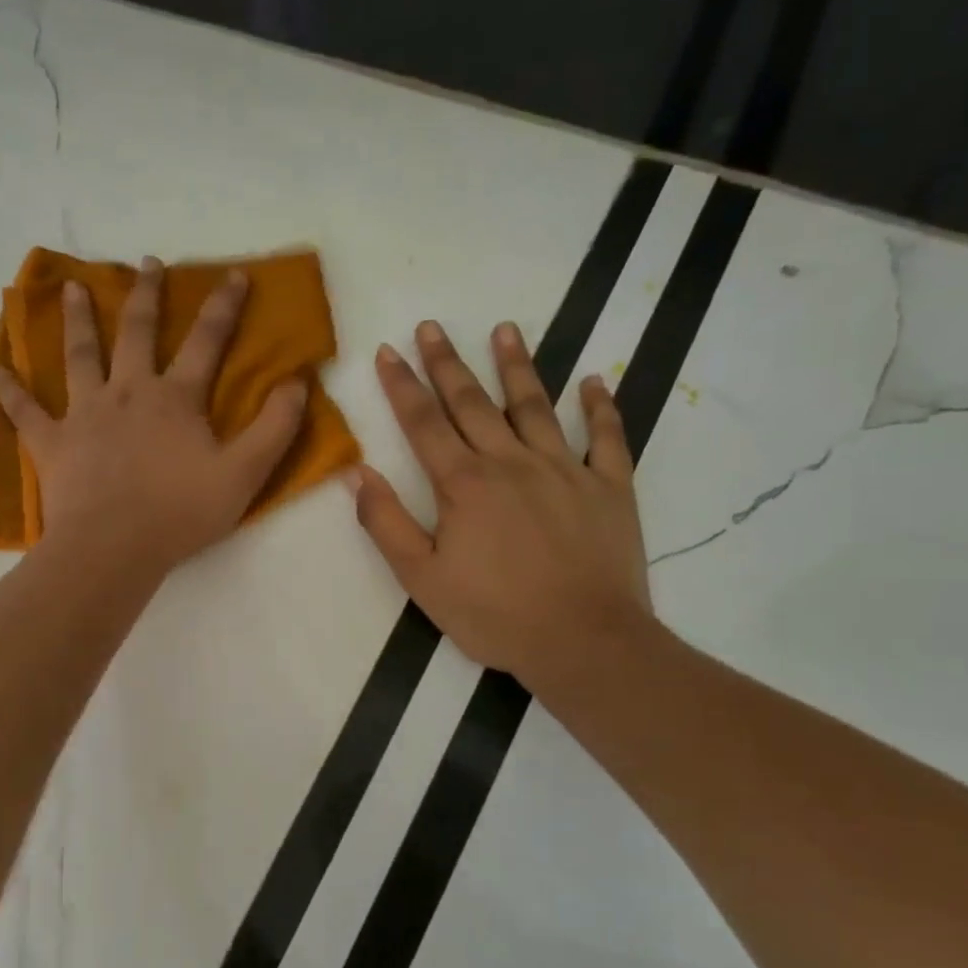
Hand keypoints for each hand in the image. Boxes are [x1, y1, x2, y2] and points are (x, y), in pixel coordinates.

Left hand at [0, 258, 308, 575]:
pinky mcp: (51, 442)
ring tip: (74, 288)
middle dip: (146, 295)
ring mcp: (84, 414)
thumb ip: (275, 428)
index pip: (206, 342)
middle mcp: (127, 392)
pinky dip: (8, 388)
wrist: (113, 547)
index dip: (224, 307)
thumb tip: (297, 383)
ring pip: (79, 355)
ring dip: (78, 319)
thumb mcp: (245, 474)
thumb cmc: (181, 512)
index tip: (234, 275)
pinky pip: (24, 410)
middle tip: (147, 263)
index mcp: (175, 398)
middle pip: (136, 332)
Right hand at [349, 319, 653, 687]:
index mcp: (464, 484)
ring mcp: (565, 471)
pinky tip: (594, 382)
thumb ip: (386, 523)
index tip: (387, 350)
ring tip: (505, 330)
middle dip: (447, 363)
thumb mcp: (422, 579)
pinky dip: (601, 408)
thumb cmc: (494, 614)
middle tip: (432, 326)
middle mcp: (512, 463)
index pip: (424, 423)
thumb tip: (358, 473)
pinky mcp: (609, 488)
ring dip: (517, 367)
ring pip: (535, 407)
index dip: (402, 385)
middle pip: (473, 403)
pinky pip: (607, 439)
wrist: (583, 641)